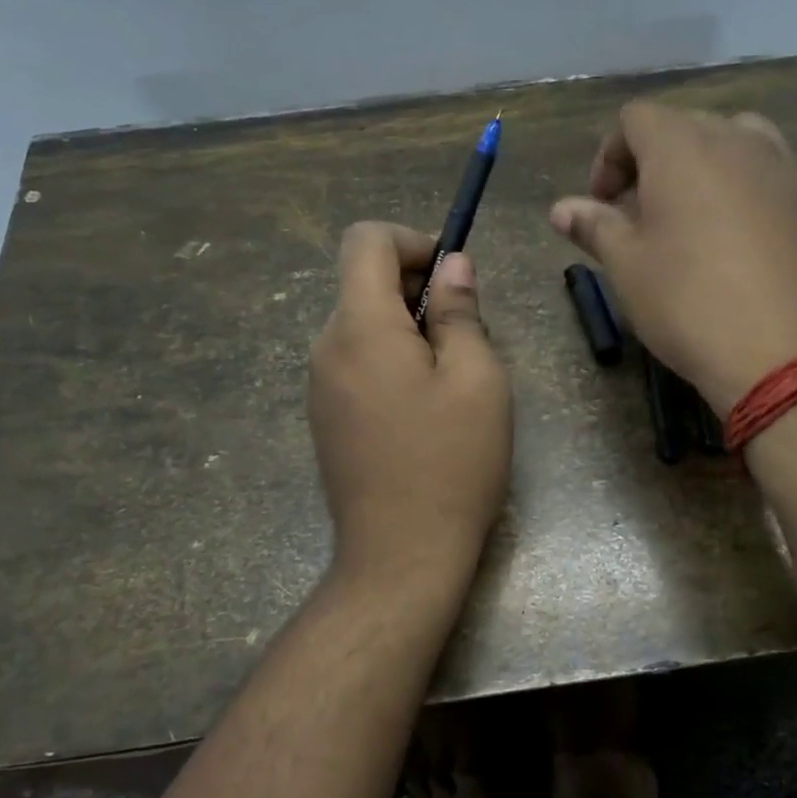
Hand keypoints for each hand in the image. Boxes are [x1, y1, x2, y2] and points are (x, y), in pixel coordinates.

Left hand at [308, 222, 512, 592]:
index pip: (365, 240)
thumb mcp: (476, 379)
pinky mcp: (325, 417)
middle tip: (466, 336)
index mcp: (360, 327)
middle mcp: (326, 347)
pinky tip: (424, 410)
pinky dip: (391, 360)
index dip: (411, 241)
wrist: (400, 557)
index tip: (452, 278)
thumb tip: (452, 266)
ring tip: (451, 379)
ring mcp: (320, 385)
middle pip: (363, 282)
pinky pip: (357, 362)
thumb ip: (460, 312)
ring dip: (408, 329)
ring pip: (363, 325)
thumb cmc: (450, 463)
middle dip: (416, 289)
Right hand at [549, 102, 796, 412]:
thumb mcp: (628, 267)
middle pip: (684, 126)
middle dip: (652, 162)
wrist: (787, 353)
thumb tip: (561, 208)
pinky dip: (740, 188)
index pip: (635, 119)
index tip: (602, 204)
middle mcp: (736, 140)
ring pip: (732, 142)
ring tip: (689, 220)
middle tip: (638, 216)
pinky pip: (766, 173)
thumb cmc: (689, 304)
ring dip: (700, 169)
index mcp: (682, 147)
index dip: (609, 156)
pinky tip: (734, 240)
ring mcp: (782, 167)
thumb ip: (595, 226)